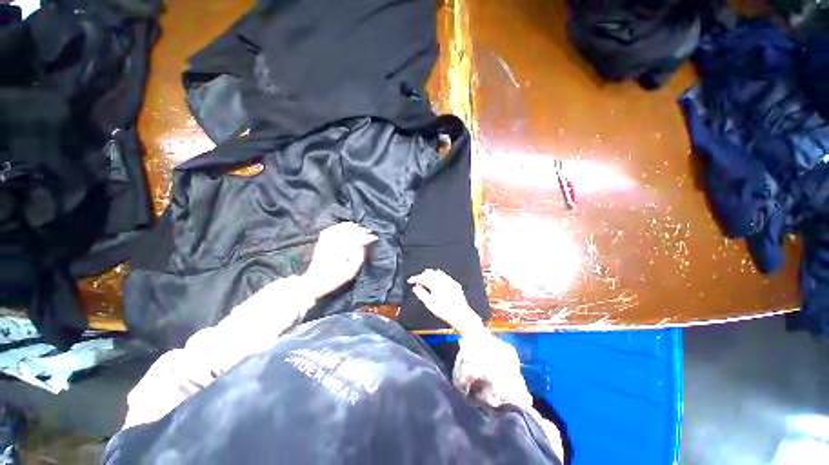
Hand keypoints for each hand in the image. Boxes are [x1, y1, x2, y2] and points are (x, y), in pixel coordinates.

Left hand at [302, 222, 376, 298]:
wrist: (314, 281)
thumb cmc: (334, 279)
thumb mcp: (350, 273)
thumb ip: (359, 258)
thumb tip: (362, 247)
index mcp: (343, 251)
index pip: (357, 239)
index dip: (367, 236)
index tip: (373, 237)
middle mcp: (334, 244)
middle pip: (349, 231)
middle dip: (360, 230)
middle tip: (368, 231)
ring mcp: (326, 242)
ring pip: (339, 228)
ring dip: (350, 226)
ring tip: (358, 226)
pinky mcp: (321, 242)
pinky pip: (330, 230)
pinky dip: (337, 226)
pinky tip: (343, 226)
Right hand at [408, 269, 484, 335]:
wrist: (460, 315)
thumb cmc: (446, 311)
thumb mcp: (429, 304)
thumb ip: (421, 294)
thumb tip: (415, 288)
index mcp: (436, 284)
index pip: (422, 277)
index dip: (415, 278)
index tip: (410, 280)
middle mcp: (443, 280)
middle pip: (430, 273)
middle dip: (422, 275)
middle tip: (417, 281)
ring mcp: (450, 281)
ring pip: (438, 273)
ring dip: (430, 275)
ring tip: (426, 280)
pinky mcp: (455, 284)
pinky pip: (445, 276)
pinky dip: (439, 277)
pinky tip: (437, 282)